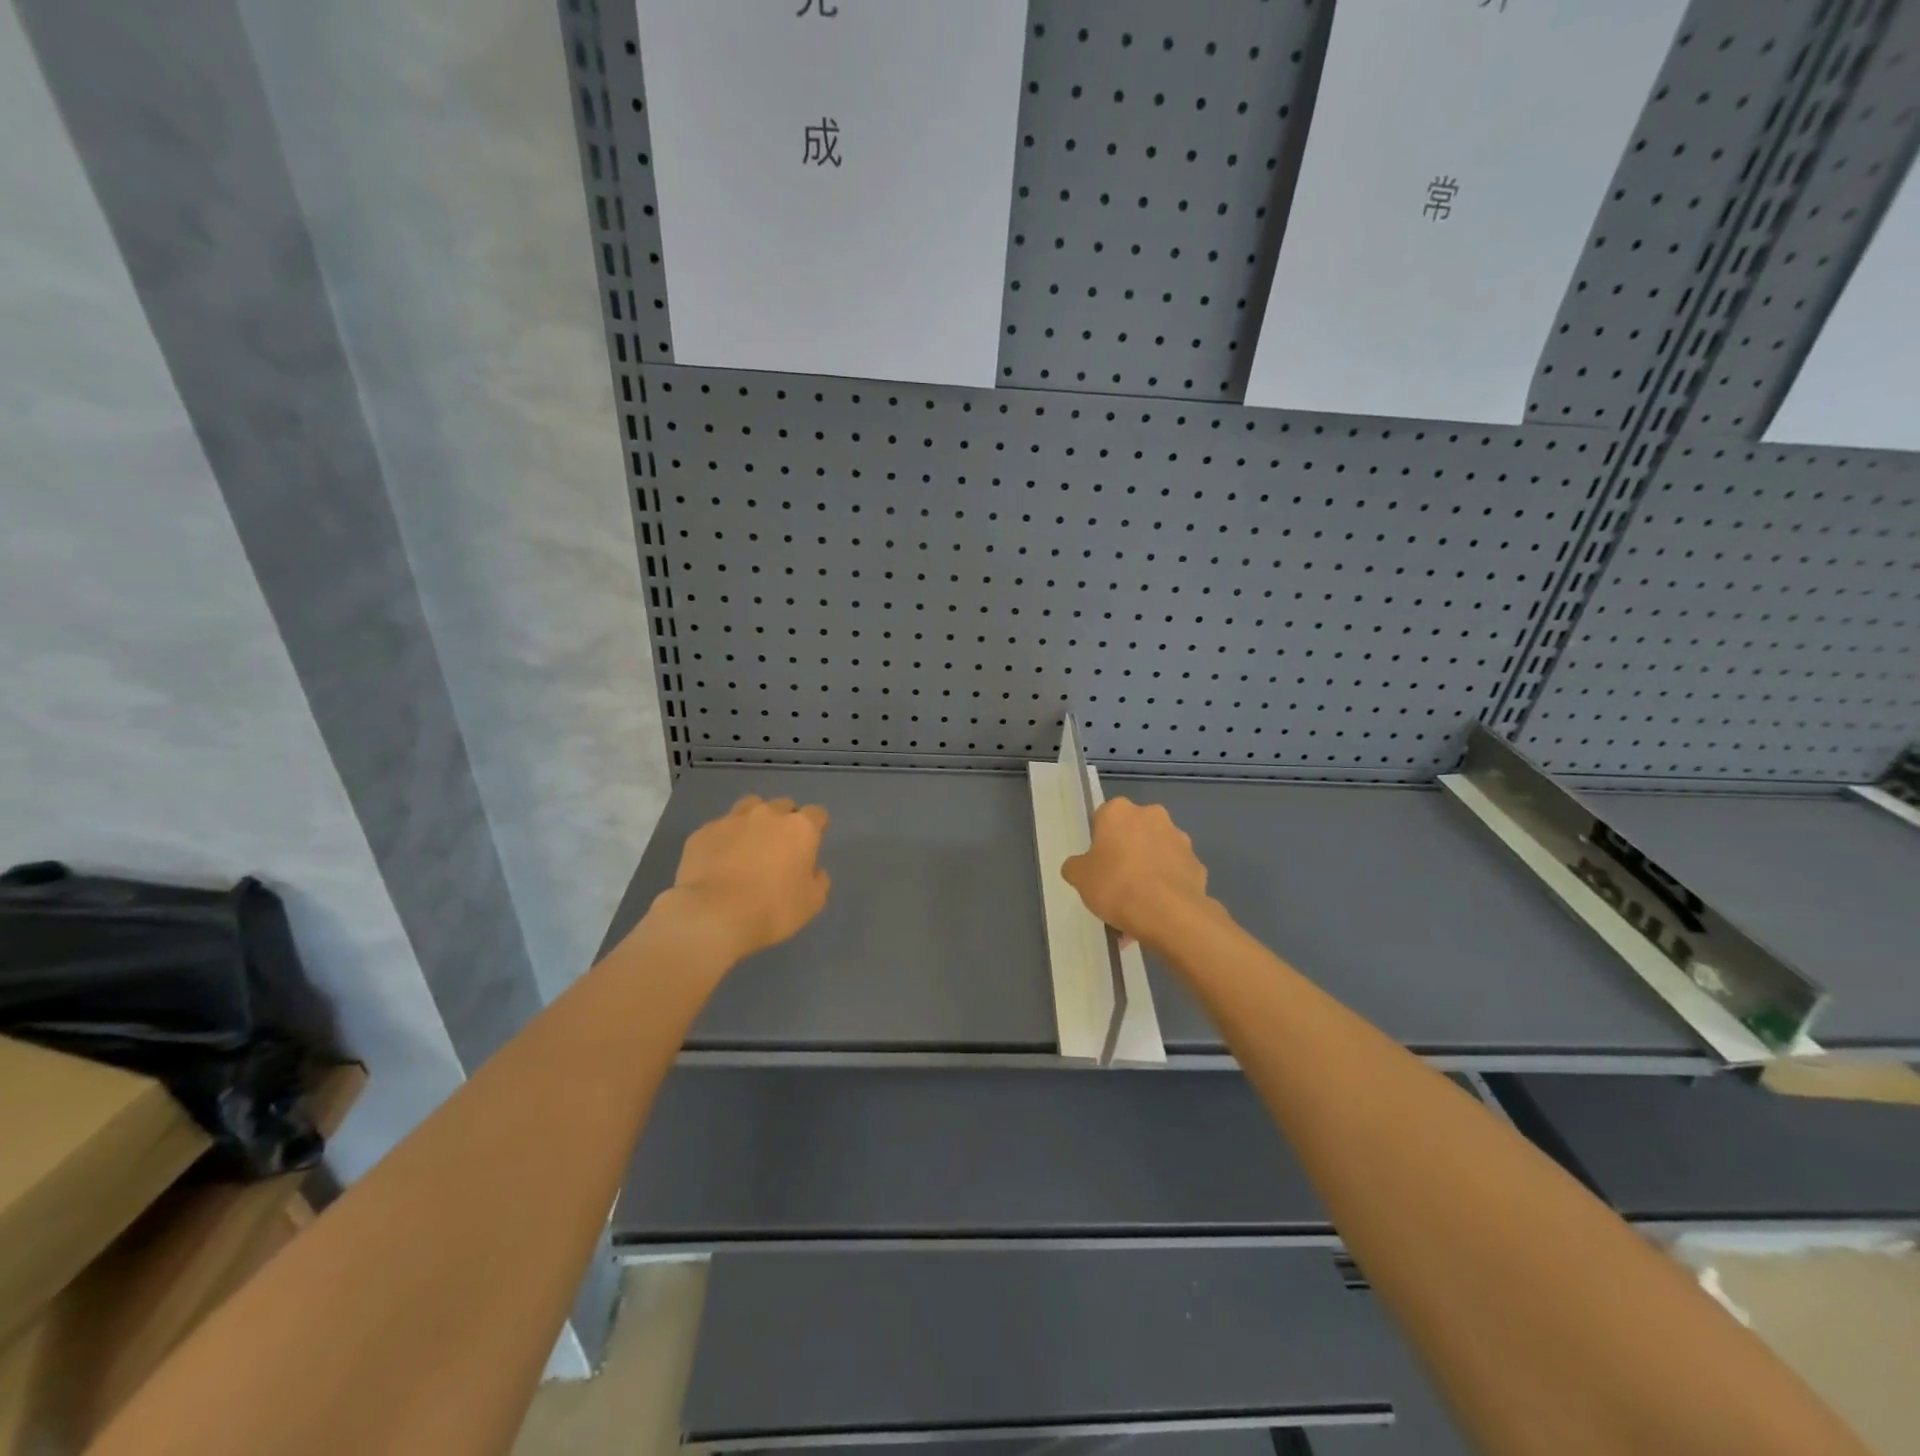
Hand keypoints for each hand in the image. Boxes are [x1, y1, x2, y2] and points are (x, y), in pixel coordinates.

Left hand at [660, 796, 831, 962]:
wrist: (714, 916)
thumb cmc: (773, 909)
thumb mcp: (812, 902)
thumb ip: (818, 879)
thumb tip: (812, 869)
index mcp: (800, 828)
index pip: (817, 814)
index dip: (816, 827)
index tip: (811, 845)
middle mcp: (768, 815)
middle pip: (783, 806)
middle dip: (784, 821)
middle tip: (779, 848)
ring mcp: (732, 820)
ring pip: (749, 806)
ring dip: (754, 821)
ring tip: (748, 845)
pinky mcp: (703, 832)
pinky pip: (719, 828)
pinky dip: (723, 839)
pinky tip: (718, 862)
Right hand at [1061, 798, 1215, 950]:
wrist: (1168, 913)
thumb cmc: (1115, 885)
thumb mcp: (1079, 878)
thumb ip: (1076, 866)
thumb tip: (1079, 866)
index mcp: (1119, 811)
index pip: (1102, 819)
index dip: (1098, 843)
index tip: (1096, 865)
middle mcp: (1152, 816)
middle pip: (1132, 833)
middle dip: (1126, 854)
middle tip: (1115, 885)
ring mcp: (1179, 839)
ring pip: (1156, 854)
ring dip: (1147, 872)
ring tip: (1137, 908)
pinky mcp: (1197, 864)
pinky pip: (1174, 874)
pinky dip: (1166, 888)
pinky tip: (1156, 913)